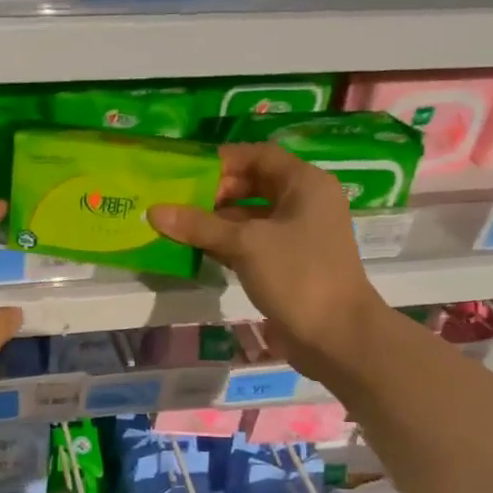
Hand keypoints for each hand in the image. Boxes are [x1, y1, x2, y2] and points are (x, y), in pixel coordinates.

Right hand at [148, 144, 383, 383]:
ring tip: (179, 226)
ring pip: (251, 216)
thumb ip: (199, 226)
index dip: (223, 160)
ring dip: (217, 221)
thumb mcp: (245, 245)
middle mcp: (305, 202)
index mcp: (305, 184)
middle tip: (178, 202)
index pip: (260, 155)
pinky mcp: (290, 263)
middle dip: (216, 192)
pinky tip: (198, 250)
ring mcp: (299, 235)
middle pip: (254, 184)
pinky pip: (253, 242)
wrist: (338, 336)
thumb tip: (154, 210)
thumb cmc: (298, 275)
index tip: (186, 172)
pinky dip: (227, 243)